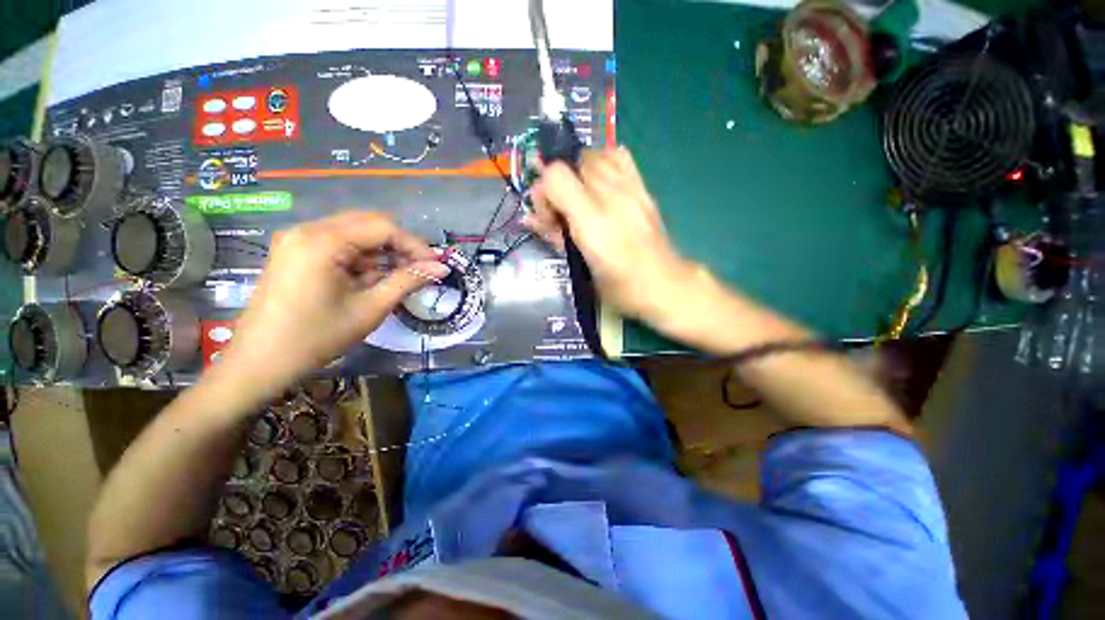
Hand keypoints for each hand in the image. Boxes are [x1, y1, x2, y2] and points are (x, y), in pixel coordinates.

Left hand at [216, 212, 447, 396]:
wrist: (259, 362)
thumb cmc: (317, 337)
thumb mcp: (371, 308)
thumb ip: (408, 281)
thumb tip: (442, 268)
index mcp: (322, 241)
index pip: (383, 227)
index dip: (415, 244)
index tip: (435, 265)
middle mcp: (307, 229)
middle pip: (368, 223)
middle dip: (399, 245)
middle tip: (420, 268)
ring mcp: (297, 239)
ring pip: (354, 232)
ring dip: (381, 251)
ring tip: (397, 276)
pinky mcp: (294, 251)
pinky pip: (338, 243)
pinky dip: (361, 257)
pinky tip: (370, 278)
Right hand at [527, 147, 697, 321]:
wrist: (666, 286)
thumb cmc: (620, 288)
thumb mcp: (581, 269)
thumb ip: (555, 237)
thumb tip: (529, 217)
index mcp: (593, 225)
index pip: (555, 176)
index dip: (543, 192)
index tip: (548, 216)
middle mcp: (612, 199)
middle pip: (572, 163)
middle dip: (558, 184)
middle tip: (562, 212)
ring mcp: (632, 190)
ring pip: (593, 154)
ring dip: (578, 172)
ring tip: (580, 198)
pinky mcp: (644, 189)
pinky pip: (618, 156)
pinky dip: (602, 162)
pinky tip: (601, 185)